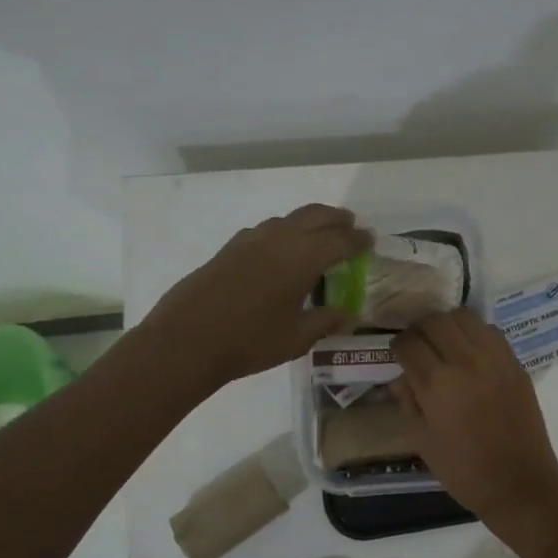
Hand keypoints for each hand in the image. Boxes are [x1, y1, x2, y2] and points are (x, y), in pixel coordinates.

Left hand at [145, 205, 370, 389]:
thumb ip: (326, 321)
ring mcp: (251, 240)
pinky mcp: (230, 248)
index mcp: (303, 257)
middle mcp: (279, 239)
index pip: (340, 240)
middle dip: (336, 219)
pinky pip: (266, 230)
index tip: (370, 240)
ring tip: (319, 234)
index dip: (358, 239)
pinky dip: (283, 231)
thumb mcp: (297, 338)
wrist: (187, 340)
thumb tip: (348, 314)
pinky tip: (279, 249)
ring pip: (288, 219)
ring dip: (309, 221)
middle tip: (351, 226)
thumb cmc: (250, 341)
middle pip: (315, 216)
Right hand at [391, 308, 557, 523]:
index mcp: (437, 383)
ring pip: (464, 317)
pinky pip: (490, 332)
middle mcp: (465, 360)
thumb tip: (401, 376)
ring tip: (443, 342)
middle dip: (419, 328)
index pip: (408, 343)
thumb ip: (408, 401)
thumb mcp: (422, 440)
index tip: (397, 354)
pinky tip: (470, 352)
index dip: (398, 346)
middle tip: (417, 344)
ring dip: (447, 324)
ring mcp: (495, 358)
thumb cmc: (464, 470)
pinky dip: (474, 333)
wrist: (519, 483)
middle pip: (435, 320)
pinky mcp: (515, 363)